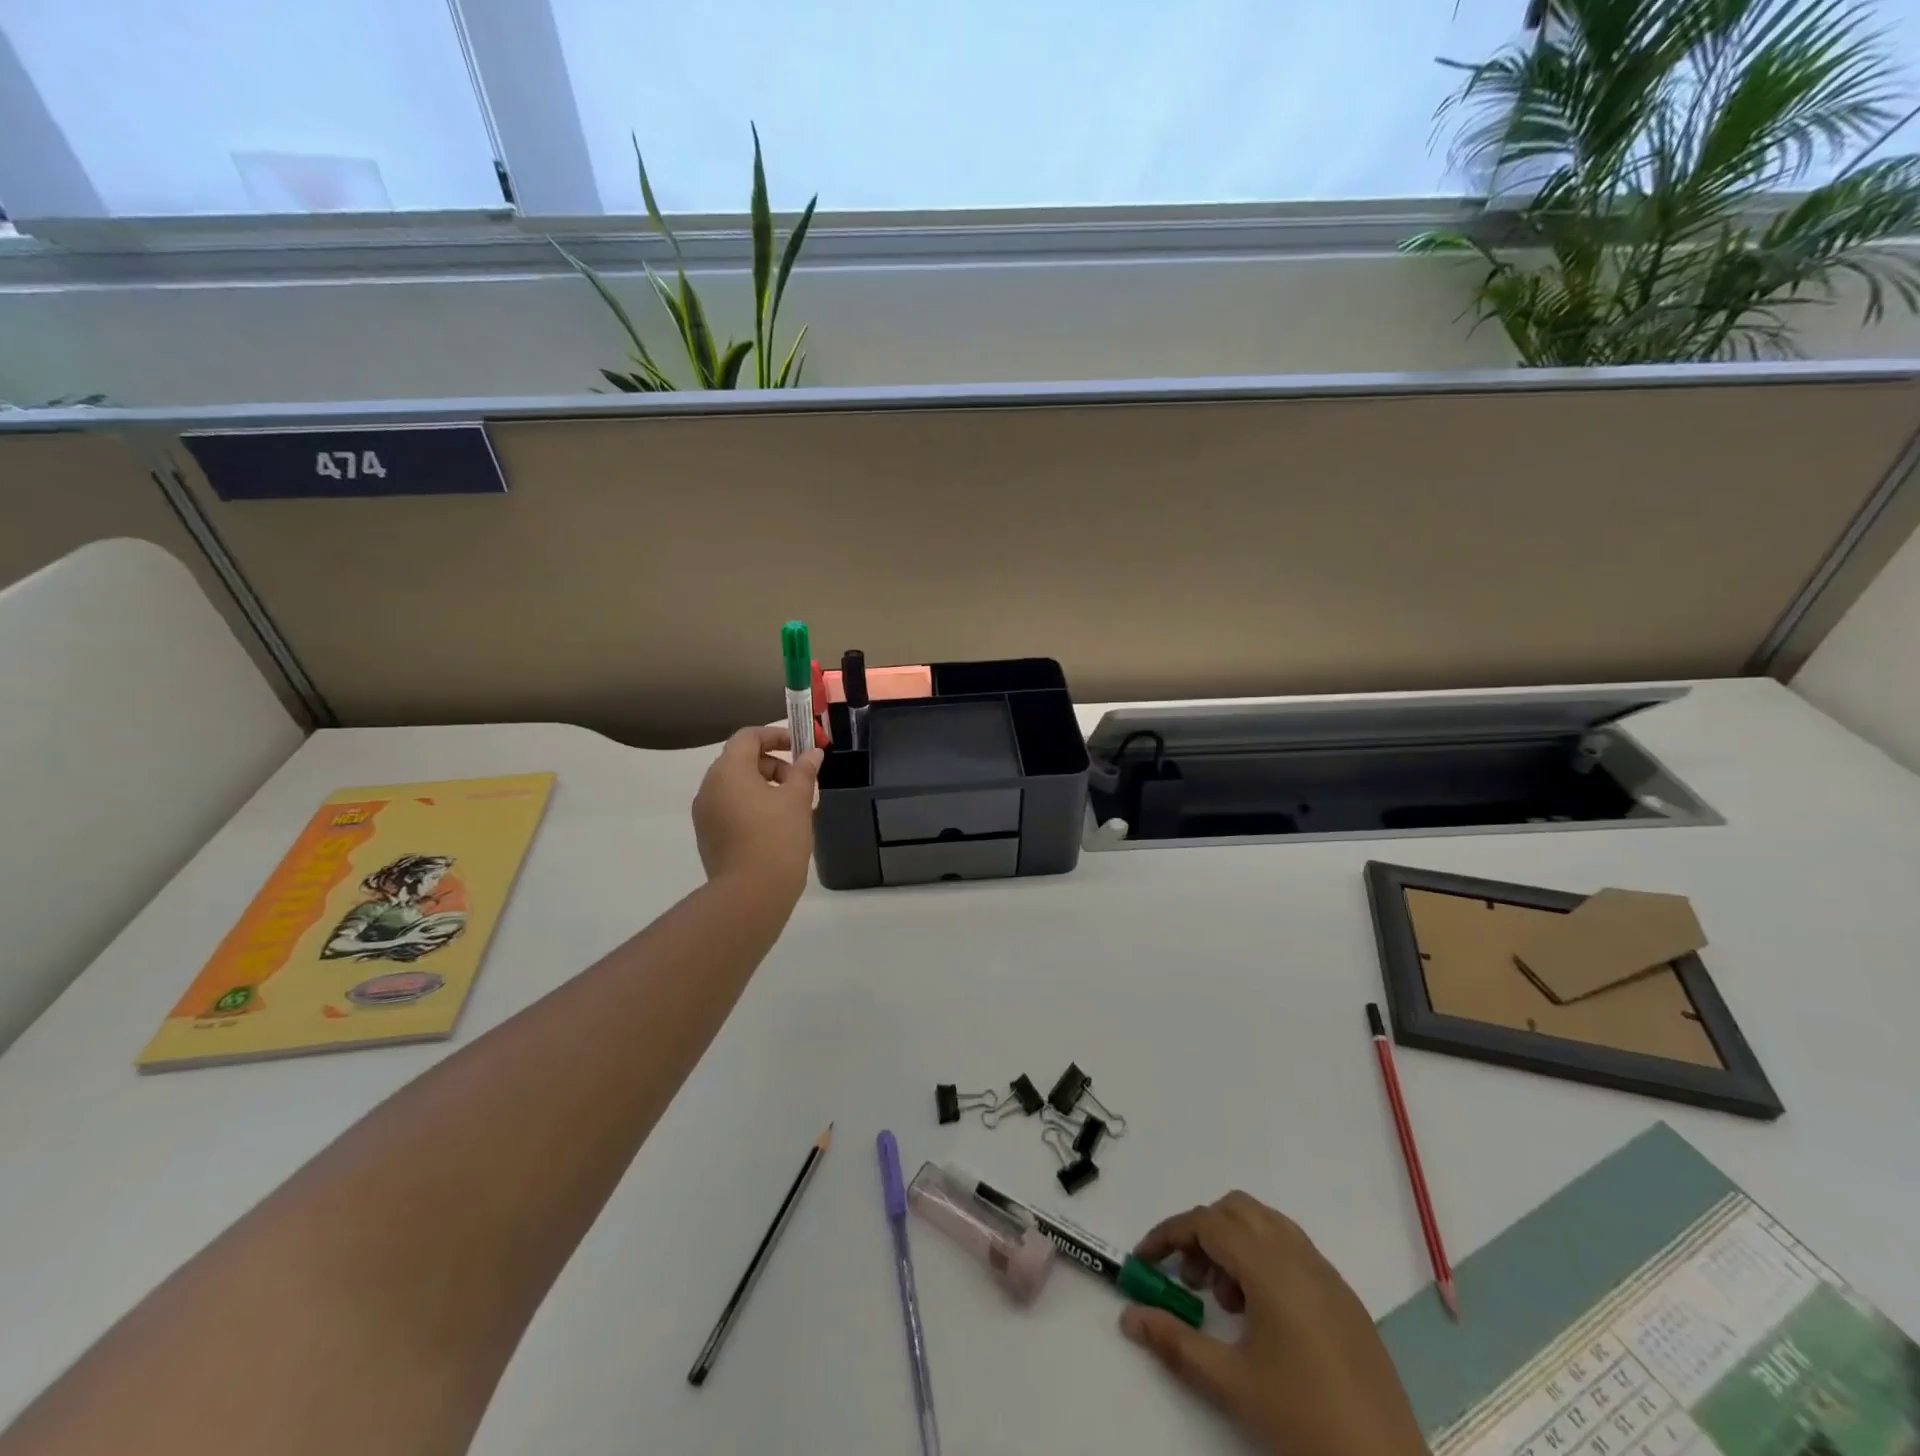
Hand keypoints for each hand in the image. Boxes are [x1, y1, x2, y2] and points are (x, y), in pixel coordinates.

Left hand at [692, 726, 822, 897]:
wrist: (751, 894)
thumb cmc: (777, 837)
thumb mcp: (798, 799)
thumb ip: (804, 771)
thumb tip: (812, 753)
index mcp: (728, 771)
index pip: (748, 737)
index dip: (776, 735)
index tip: (801, 747)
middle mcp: (709, 787)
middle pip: (741, 760)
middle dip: (773, 764)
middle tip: (801, 781)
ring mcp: (705, 813)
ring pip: (736, 786)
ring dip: (764, 786)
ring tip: (793, 807)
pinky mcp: (708, 835)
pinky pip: (730, 808)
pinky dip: (752, 806)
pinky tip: (776, 826)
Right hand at [1122, 1193, 1427, 1455]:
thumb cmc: (1302, 1418)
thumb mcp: (1230, 1383)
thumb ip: (1175, 1342)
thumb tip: (1129, 1316)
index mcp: (1270, 1266)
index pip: (1206, 1223)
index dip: (1169, 1234)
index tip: (1145, 1260)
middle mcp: (1298, 1255)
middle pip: (1236, 1210)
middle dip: (1202, 1233)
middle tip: (1189, 1280)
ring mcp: (1326, 1274)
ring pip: (1266, 1224)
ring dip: (1234, 1243)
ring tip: (1226, 1301)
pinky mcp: (1345, 1297)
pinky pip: (1293, 1249)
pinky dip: (1264, 1258)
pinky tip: (1263, 1316)